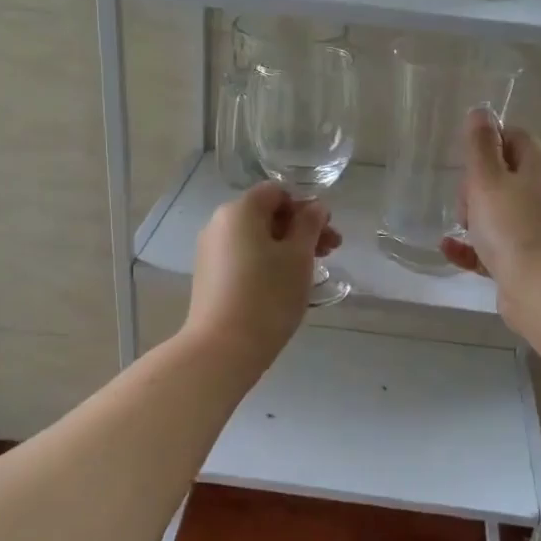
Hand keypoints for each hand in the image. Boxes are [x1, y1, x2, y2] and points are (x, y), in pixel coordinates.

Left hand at [184, 182, 340, 372]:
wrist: (223, 348)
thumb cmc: (268, 295)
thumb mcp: (298, 257)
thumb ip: (310, 225)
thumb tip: (315, 207)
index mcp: (239, 211)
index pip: (277, 192)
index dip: (305, 206)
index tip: (326, 231)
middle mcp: (219, 224)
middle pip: (266, 215)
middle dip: (300, 228)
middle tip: (331, 251)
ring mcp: (211, 252)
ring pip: (256, 238)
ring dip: (286, 247)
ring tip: (312, 270)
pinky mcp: (209, 277)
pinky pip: (244, 257)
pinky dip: (267, 262)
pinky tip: (285, 285)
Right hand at [441, 108, 540, 321]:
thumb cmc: (513, 228)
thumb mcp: (488, 180)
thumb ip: (480, 146)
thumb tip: (481, 111)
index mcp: (537, 167)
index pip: (513, 137)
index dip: (487, 142)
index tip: (465, 160)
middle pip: (501, 175)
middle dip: (474, 185)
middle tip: (465, 203)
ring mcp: (534, 227)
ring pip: (495, 211)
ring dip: (472, 217)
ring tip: (459, 228)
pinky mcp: (524, 258)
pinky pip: (492, 244)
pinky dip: (471, 246)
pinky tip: (449, 249)